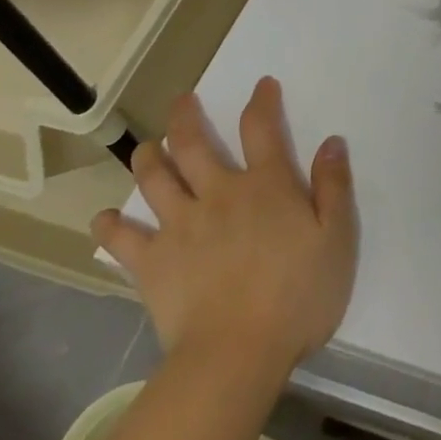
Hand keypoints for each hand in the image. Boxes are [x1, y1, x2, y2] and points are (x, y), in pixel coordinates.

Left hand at [92, 78, 357, 373]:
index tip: (262, 85)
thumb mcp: (336, 239)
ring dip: (148, 157)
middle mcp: (219, 193)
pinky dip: (111, 227)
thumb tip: (331, 142)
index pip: (262, 128)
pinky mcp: (153, 263)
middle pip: (194, 144)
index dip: (262, 101)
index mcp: (266, 185)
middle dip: (186, 117)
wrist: (237, 354)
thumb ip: (334, 187)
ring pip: (156, 179)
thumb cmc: (297, 296)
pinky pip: (124, 240)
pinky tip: (104, 219)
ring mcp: (180, 226)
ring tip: (146, 147)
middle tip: (182, 101)